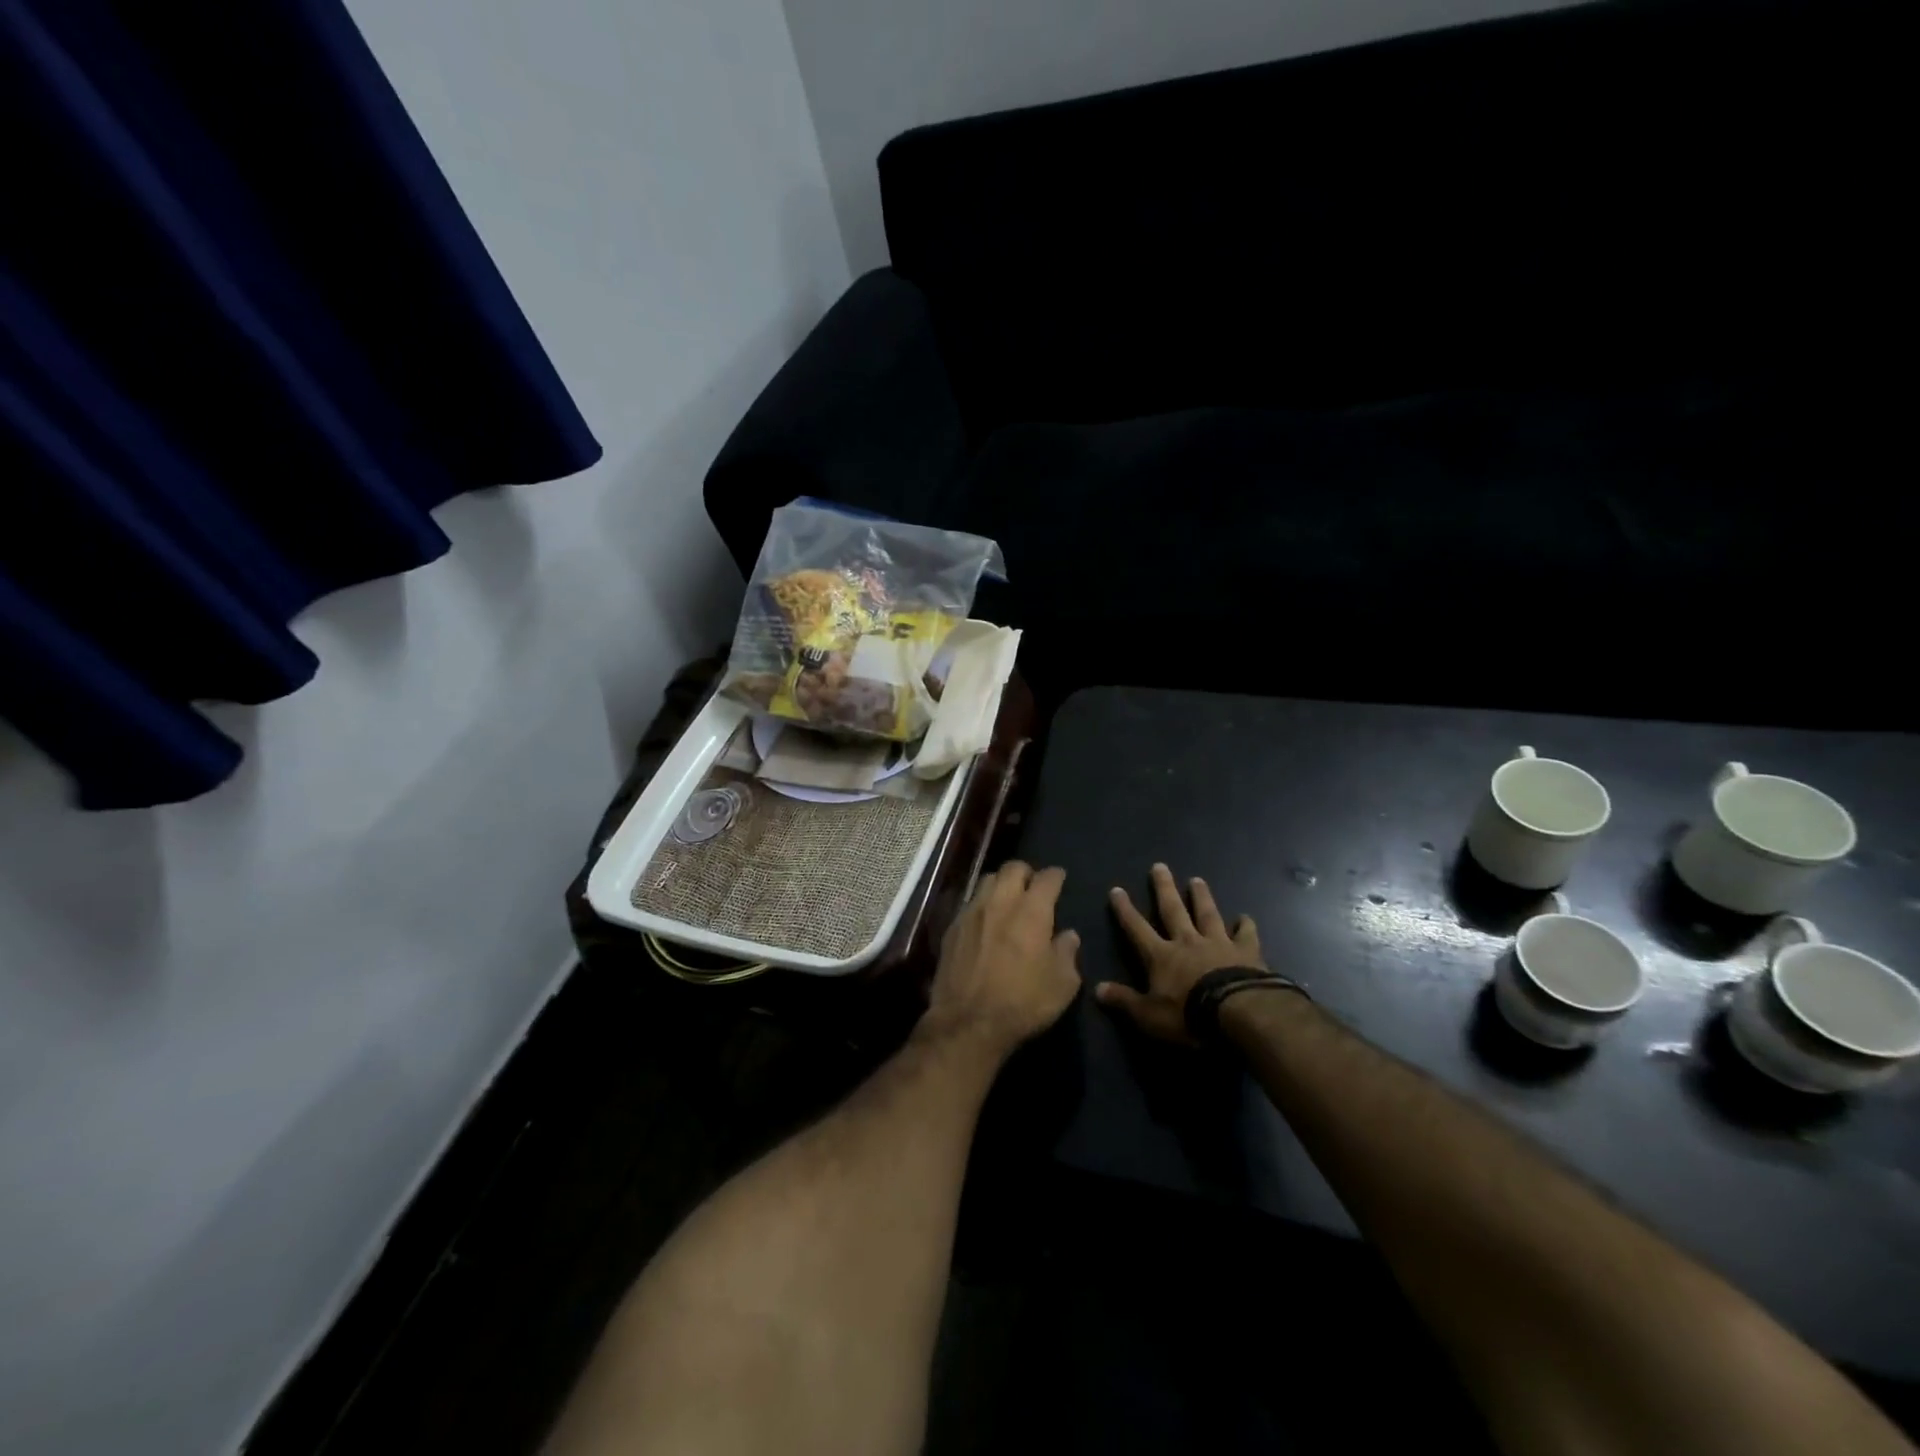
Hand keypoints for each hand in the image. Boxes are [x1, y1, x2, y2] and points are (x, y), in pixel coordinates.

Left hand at [922, 861, 1081, 1059]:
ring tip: (1008, 900)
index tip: (1059, 879)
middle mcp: (1000, 902)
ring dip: (1001, 884)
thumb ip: (1067, 953)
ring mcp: (972, 912)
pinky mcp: (952, 928)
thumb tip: (1068, 935)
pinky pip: (970, 903)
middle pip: (1013, 868)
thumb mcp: (1062, 984)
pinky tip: (986, 923)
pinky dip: (982, 905)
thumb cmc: (1023, 1002)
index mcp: (1032, 911)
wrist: (968, 1022)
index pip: (1047, 878)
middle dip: (1026, 872)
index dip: (1056, 876)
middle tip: (1033, 887)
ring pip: (988, 880)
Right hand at [1096, 863, 1263, 1044]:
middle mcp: (1188, 942)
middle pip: (1173, 910)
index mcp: (1162, 956)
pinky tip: (1245, 917)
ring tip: (1197, 879)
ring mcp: (1218, 944)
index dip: (1125, 910)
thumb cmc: (1189, 1015)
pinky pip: (1245, 934)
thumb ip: (1124, 1000)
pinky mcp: (1246, 952)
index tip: (1117, 890)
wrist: (1239, 1013)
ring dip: (1201, 897)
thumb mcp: (1149, 1015)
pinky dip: (1245, 925)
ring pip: (1207, 914)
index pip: (1137, 928)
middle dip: (1164, 889)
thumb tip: (1096, 989)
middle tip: (1159, 866)